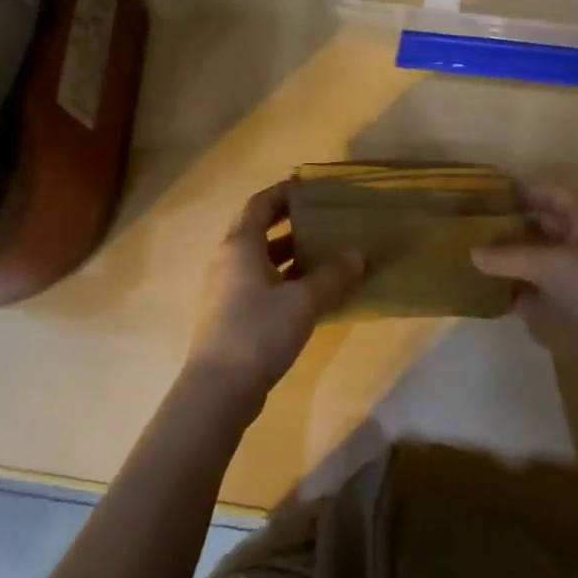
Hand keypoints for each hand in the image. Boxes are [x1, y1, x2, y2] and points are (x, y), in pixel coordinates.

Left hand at [187, 182, 363, 415]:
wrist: (218, 389)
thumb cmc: (258, 331)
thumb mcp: (303, 301)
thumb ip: (333, 276)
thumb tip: (359, 255)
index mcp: (240, 246)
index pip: (260, 204)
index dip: (283, 193)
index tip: (309, 188)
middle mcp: (229, 261)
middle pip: (258, 230)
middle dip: (290, 223)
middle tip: (323, 218)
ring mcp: (227, 290)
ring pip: (261, 260)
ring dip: (290, 254)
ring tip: (325, 253)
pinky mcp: (232, 316)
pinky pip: (261, 285)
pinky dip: (284, 280)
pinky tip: (312, 292)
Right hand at [472, 185, 577, 397]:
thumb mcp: (552, 266)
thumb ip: (510, 257)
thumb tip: (470, 251)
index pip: (549, 194)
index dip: (521, 191)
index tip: (485, 193)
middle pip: (540, 227)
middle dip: (508, 226)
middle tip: (468, 227)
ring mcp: (577, 277)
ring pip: (536, 260)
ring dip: (509, 260)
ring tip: (468, 258)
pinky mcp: (572, 307)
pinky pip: (538, 292)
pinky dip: (516, 291)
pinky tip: (488, 294)